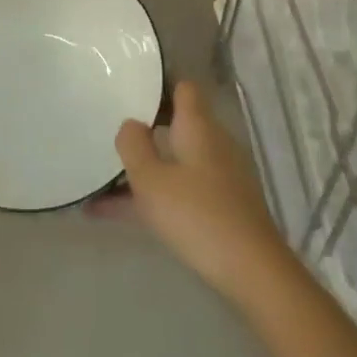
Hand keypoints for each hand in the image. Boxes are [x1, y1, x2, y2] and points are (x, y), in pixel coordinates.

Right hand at [110, 81, 293, 304]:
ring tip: (104, 182)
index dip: (159, 85)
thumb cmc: (196, 215)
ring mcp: (223, 175)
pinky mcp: (225, 205)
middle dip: (146, 129)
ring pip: (177, 160)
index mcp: (198, 127)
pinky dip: (157, 193)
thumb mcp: (151, 180)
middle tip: (112, 135)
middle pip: (179, 123)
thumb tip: (131, 123)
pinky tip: (119, 214)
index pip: (183, 88)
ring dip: (146, 167)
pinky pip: (183, 187)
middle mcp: (214, 143)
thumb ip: (134, 146)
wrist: (253, 271)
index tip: (130, 90)